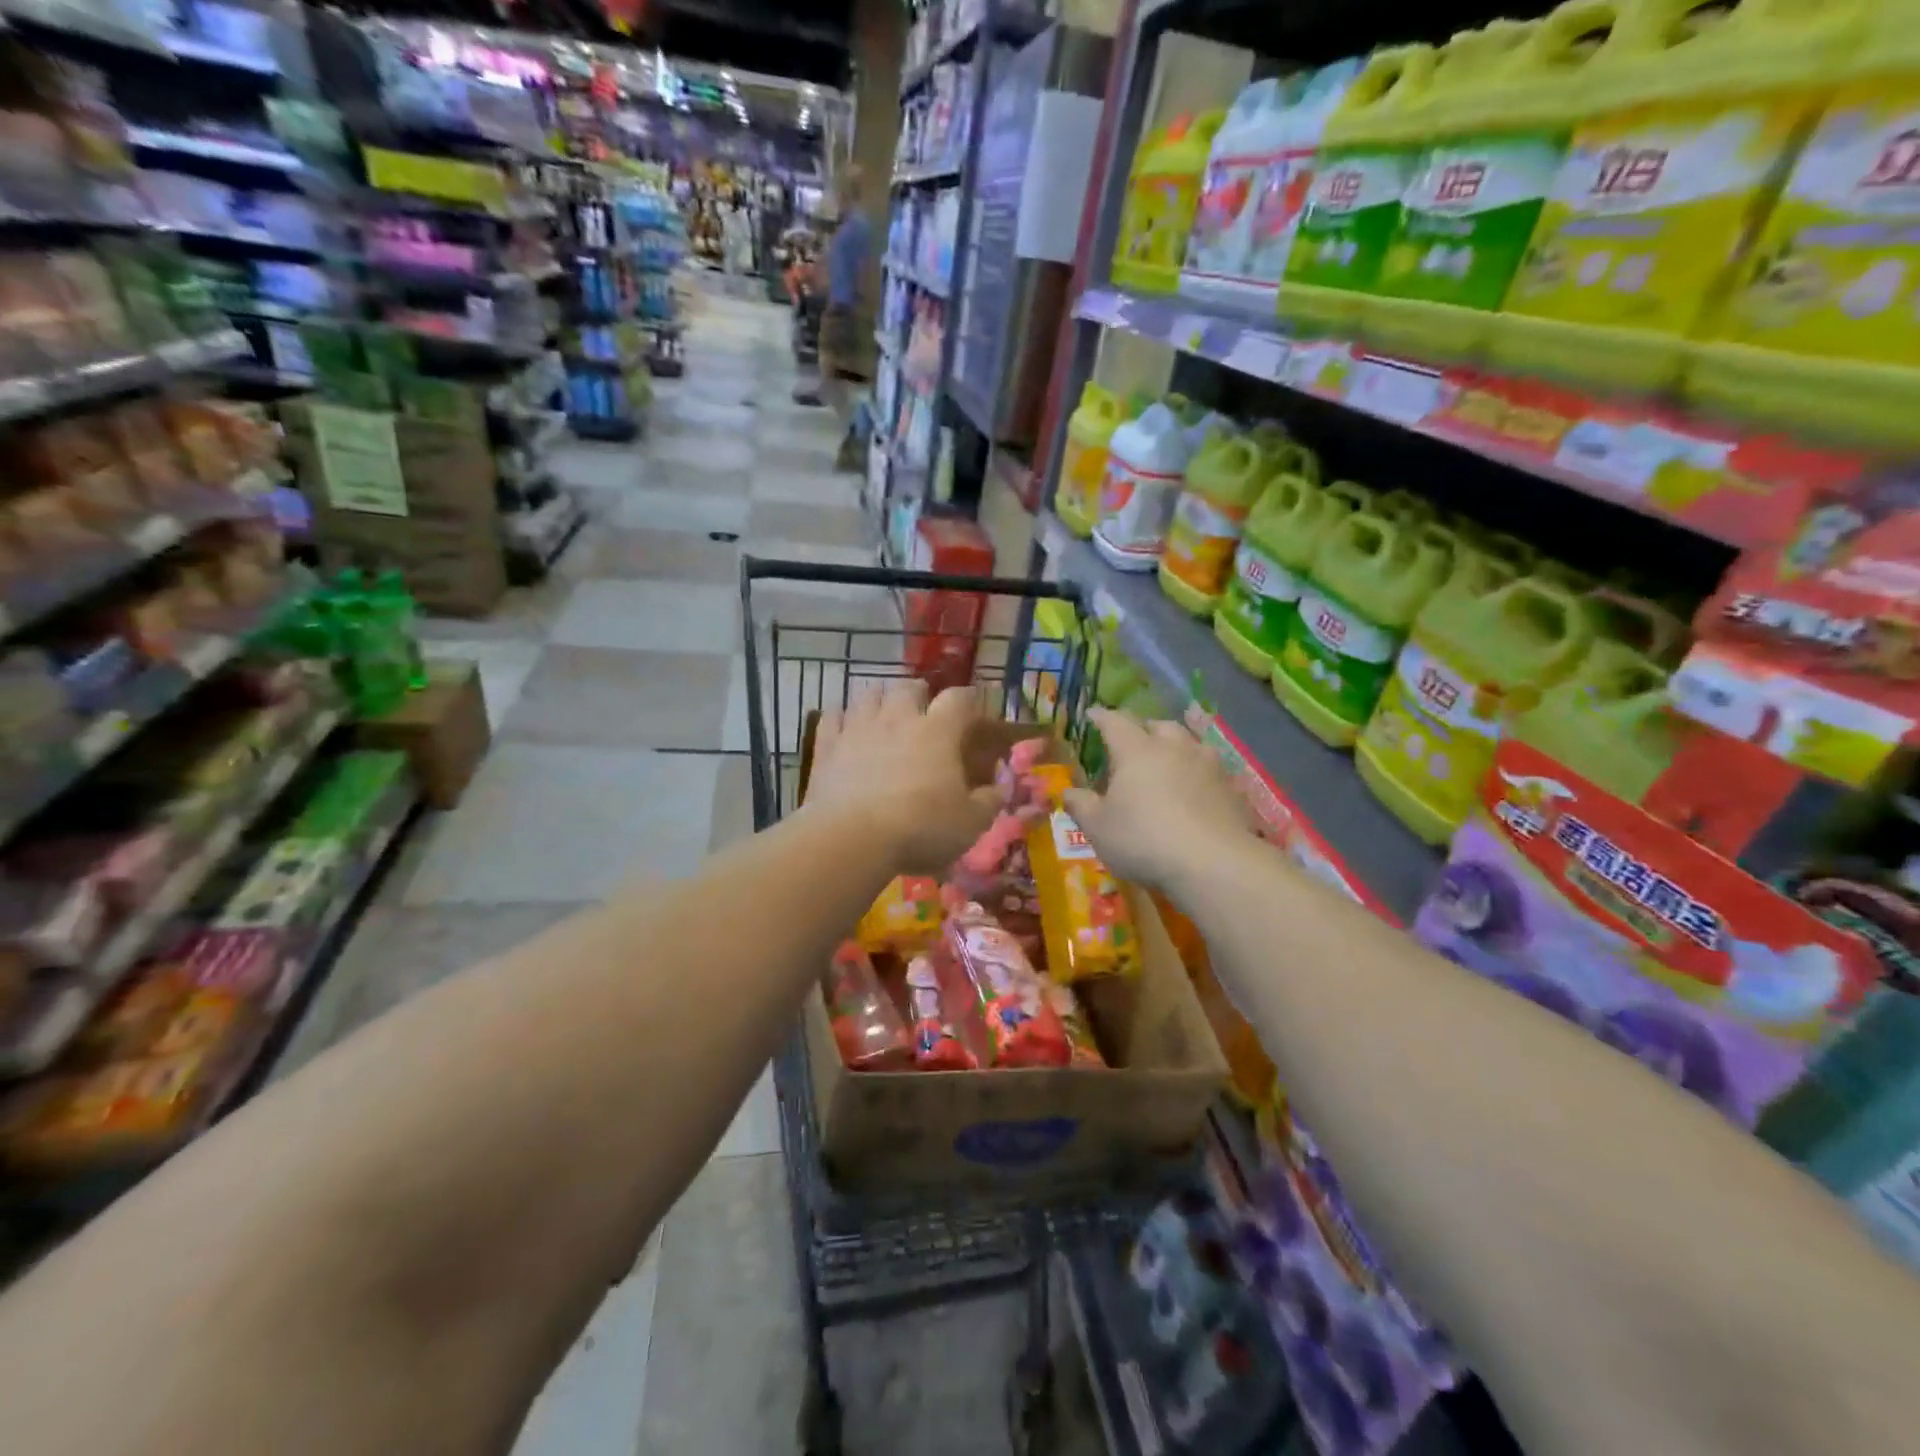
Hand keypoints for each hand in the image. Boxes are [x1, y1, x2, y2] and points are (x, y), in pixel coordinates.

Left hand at [807, 679, 998, 873]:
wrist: (852, 839)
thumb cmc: (921, 828)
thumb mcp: (970, 823)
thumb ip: (988, 802)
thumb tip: (999, 788)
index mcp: (938, 731)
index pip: (958, 699)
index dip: (969, 698)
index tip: (973, 704)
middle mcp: (898, 718)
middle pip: (909, 687)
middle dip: (919, 693)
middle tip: (923, 707)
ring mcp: (858, 728)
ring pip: (869, 694)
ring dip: (880, 697)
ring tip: (883, 709)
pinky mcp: (826, 745)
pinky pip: (832, 717)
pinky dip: (841, 716)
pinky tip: (843, 724)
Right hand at [1063, 708, 1253, 892]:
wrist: (1214, 864)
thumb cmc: (1144, 839)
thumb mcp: (1098, 828)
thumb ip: (1081, 806)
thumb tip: (1069, 792)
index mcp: (1136, 750)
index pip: (1115, 722)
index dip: (1101, 717)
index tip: (1092, 714)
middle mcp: (1174, 747)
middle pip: (1158, 725)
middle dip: (1143, 729)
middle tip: (1132, 742)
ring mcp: (1208, 765)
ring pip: (1189, 742)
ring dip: (1175, 746)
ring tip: (1167, 760)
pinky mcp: (1231, 787)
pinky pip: (1209, 768)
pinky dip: (1196, 771)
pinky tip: (1194, 789)